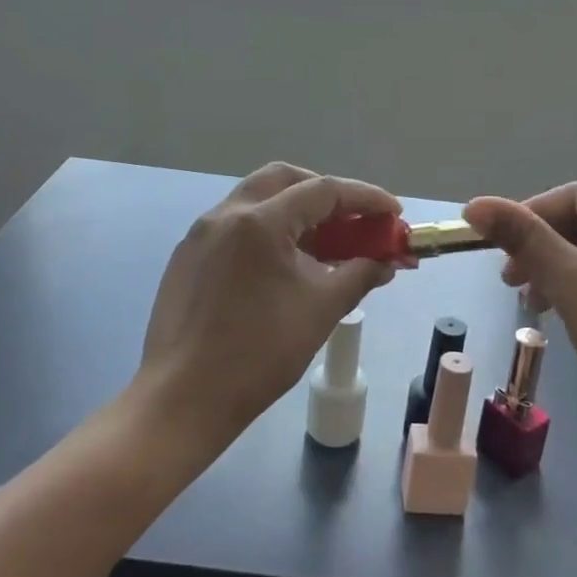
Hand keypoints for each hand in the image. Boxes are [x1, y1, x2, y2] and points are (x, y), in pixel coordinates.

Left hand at [136, 163, 399, 453]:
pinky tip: (281, 266)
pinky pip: (234, 226)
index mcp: (259, 221)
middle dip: (324, 193)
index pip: (323, 191)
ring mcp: (200, 234)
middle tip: (351, 219)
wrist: (184, 397)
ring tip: (321, 245)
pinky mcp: (187, 256)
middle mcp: (226, 214)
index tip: (393, 212)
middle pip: (283, 179)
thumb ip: (359, 275)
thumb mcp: (320, 311)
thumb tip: (386, 262)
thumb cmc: (259, 353)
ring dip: (293, 211)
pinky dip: (266, 230)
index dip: (365, 198)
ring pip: (255, 199)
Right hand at [463, 183, 576, 443]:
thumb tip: (474, 204)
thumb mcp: (567, 282)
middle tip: (512, 281)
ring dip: (560, 266)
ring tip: (535, 302)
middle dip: (543, 246)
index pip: (573, 196)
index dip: (529, 216)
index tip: (498, 250)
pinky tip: (567, 307)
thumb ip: (522, 238)